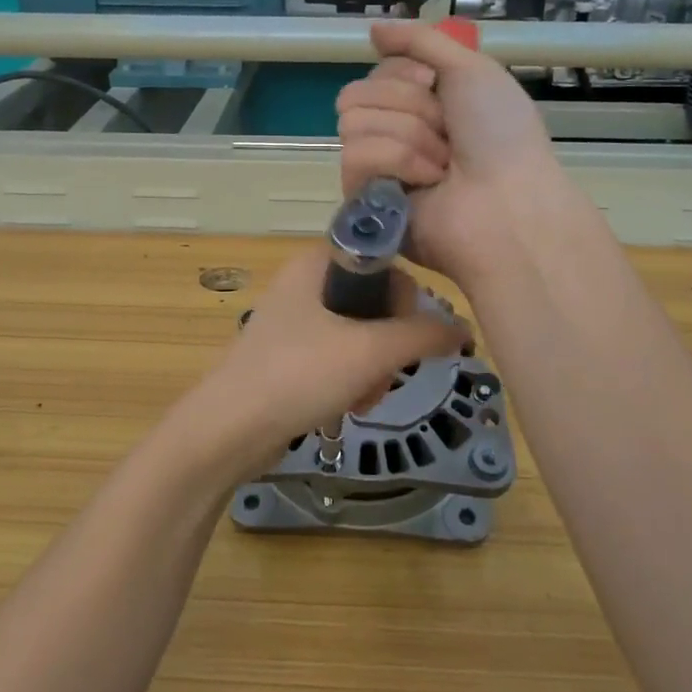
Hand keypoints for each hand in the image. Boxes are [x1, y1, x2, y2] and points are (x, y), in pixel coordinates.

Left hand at [190, 246, 466, 468]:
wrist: (228, 430)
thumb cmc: (299, 375)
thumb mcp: (370, 351)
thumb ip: (422, 335)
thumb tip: (463, 329)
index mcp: (317, 262)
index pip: (385, 261)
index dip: (406, 298)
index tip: (410, 336)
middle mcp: (306, 282)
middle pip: (376, 302)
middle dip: (391, 345)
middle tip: (386, 375)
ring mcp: (296, 320)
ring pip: (361, 335)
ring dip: (375, 370)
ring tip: (365, 399)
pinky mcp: (291, 354)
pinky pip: (339, 358)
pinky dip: (352, 381)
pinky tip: (349, 407)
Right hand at [335, 21, 560, 281]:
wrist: (507, 202)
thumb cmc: (500, 135)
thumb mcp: (472, 69)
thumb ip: (421, 41)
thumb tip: (373, 29)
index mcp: (420, 104)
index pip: (375, 71)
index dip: (403, 73)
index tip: (435, 86)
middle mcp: (394, 132)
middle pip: (357, 93)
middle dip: (407, 106)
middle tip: (445, 130)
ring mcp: (377, 167)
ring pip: (354, 123)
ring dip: (409, 136)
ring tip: (442, 165)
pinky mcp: (364, 199)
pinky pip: (356, 157)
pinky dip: (398, 162)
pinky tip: (427, 183)